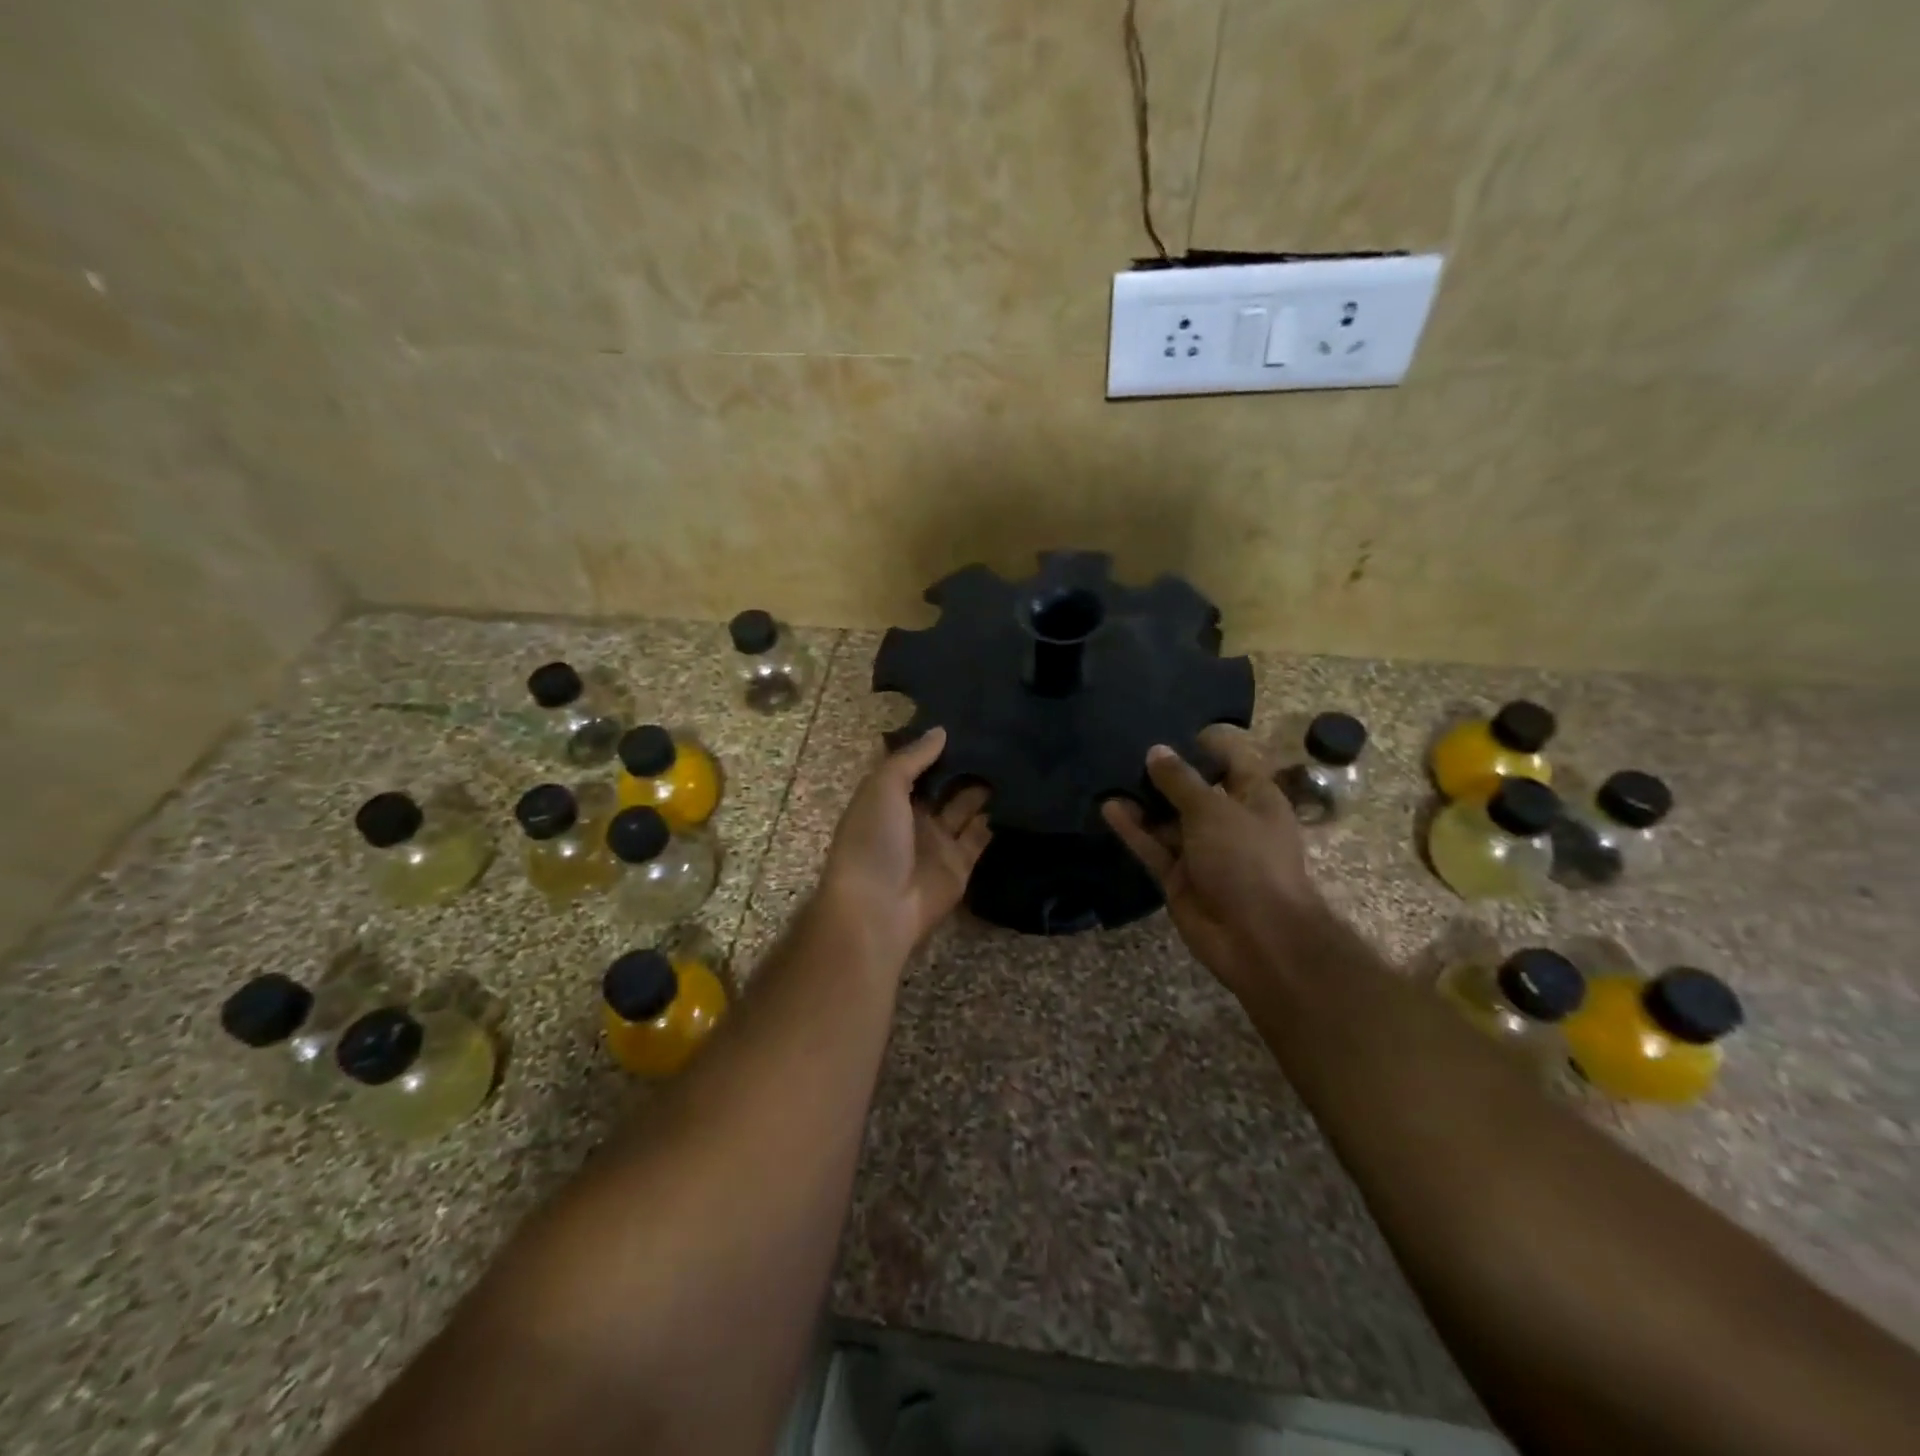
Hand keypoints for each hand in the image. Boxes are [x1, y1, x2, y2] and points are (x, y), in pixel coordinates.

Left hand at [819, 727, 991, 966]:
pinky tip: (1019, 792)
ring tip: (1013, 756)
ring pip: (965, 806)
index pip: (913, 764)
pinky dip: (996, 818)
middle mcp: (912, 816)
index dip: (933, 744)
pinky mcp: (960, 864)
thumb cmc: (873, 840)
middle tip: (998, 733)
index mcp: (886, 796)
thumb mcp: (883, 787)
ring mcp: (937, 841)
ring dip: (984, 786)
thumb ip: (912, 758)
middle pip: (942, 784)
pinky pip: (981, 835)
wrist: (879, 909)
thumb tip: (941, 730)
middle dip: (964, 763)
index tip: (964, 717)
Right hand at [1101, 724, 1322, 997]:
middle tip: (1125, 749)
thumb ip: (1180, 780)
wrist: (1258, 938)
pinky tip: (1108, 808)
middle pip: (1193, 789)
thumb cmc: (1247, 860)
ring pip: (1167, 819)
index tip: (1168, 729)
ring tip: (1110, 775)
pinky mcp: (1179, 876)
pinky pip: (1153, 846)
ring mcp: (1202, 851)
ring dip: (1143, 801)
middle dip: (1164, 772)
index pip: (1230, 759)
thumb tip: (1156, 751)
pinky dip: (1133, 830)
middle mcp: (1229, 820)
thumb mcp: (1213, 810)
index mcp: (1254, 797)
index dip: (1203, 744)